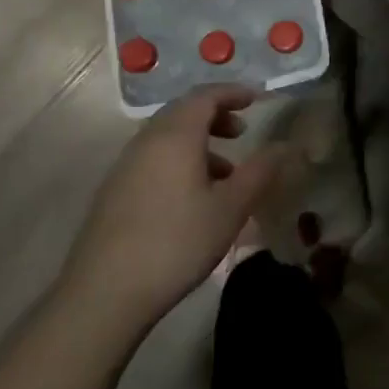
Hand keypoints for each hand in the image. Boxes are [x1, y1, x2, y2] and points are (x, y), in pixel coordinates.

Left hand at [59, 85, 282, 328]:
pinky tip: (193, 197)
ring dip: (199, 142)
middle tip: (242, 133)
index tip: (258, 99)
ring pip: (167, 137)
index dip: (234, 92)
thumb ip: (260, 171)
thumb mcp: (231, 208)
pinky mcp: (114, 191)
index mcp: (176, 135)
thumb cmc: (176, 242)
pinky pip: (153, 158)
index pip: (206, 96)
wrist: (103, 295)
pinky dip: (179, 160)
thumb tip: (285, 145)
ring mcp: (125, 166)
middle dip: (216, 115)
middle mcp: (147, 141)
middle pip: (184, 112)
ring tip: (225, 171)